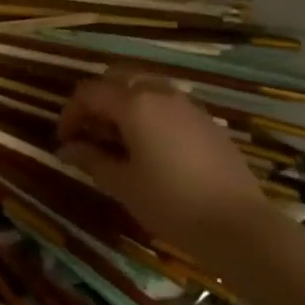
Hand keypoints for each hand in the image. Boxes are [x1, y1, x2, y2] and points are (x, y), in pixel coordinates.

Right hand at [57, 77, 265, 250]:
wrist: (239, 225)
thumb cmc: (172, 204)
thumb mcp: (124, 185)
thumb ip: (92, 160)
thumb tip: (66, 149)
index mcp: (134, 104)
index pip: (90, 93)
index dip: (71, 113)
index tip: (65, 140)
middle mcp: (159, 92)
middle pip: (118, 79)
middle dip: (98, 101)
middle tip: (91, 133)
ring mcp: (187, 103)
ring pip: (145, 87)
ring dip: (125, 104)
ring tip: (121, 139)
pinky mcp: (206, 119)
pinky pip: (168, 102)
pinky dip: (150, 112)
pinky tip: (153, 146)